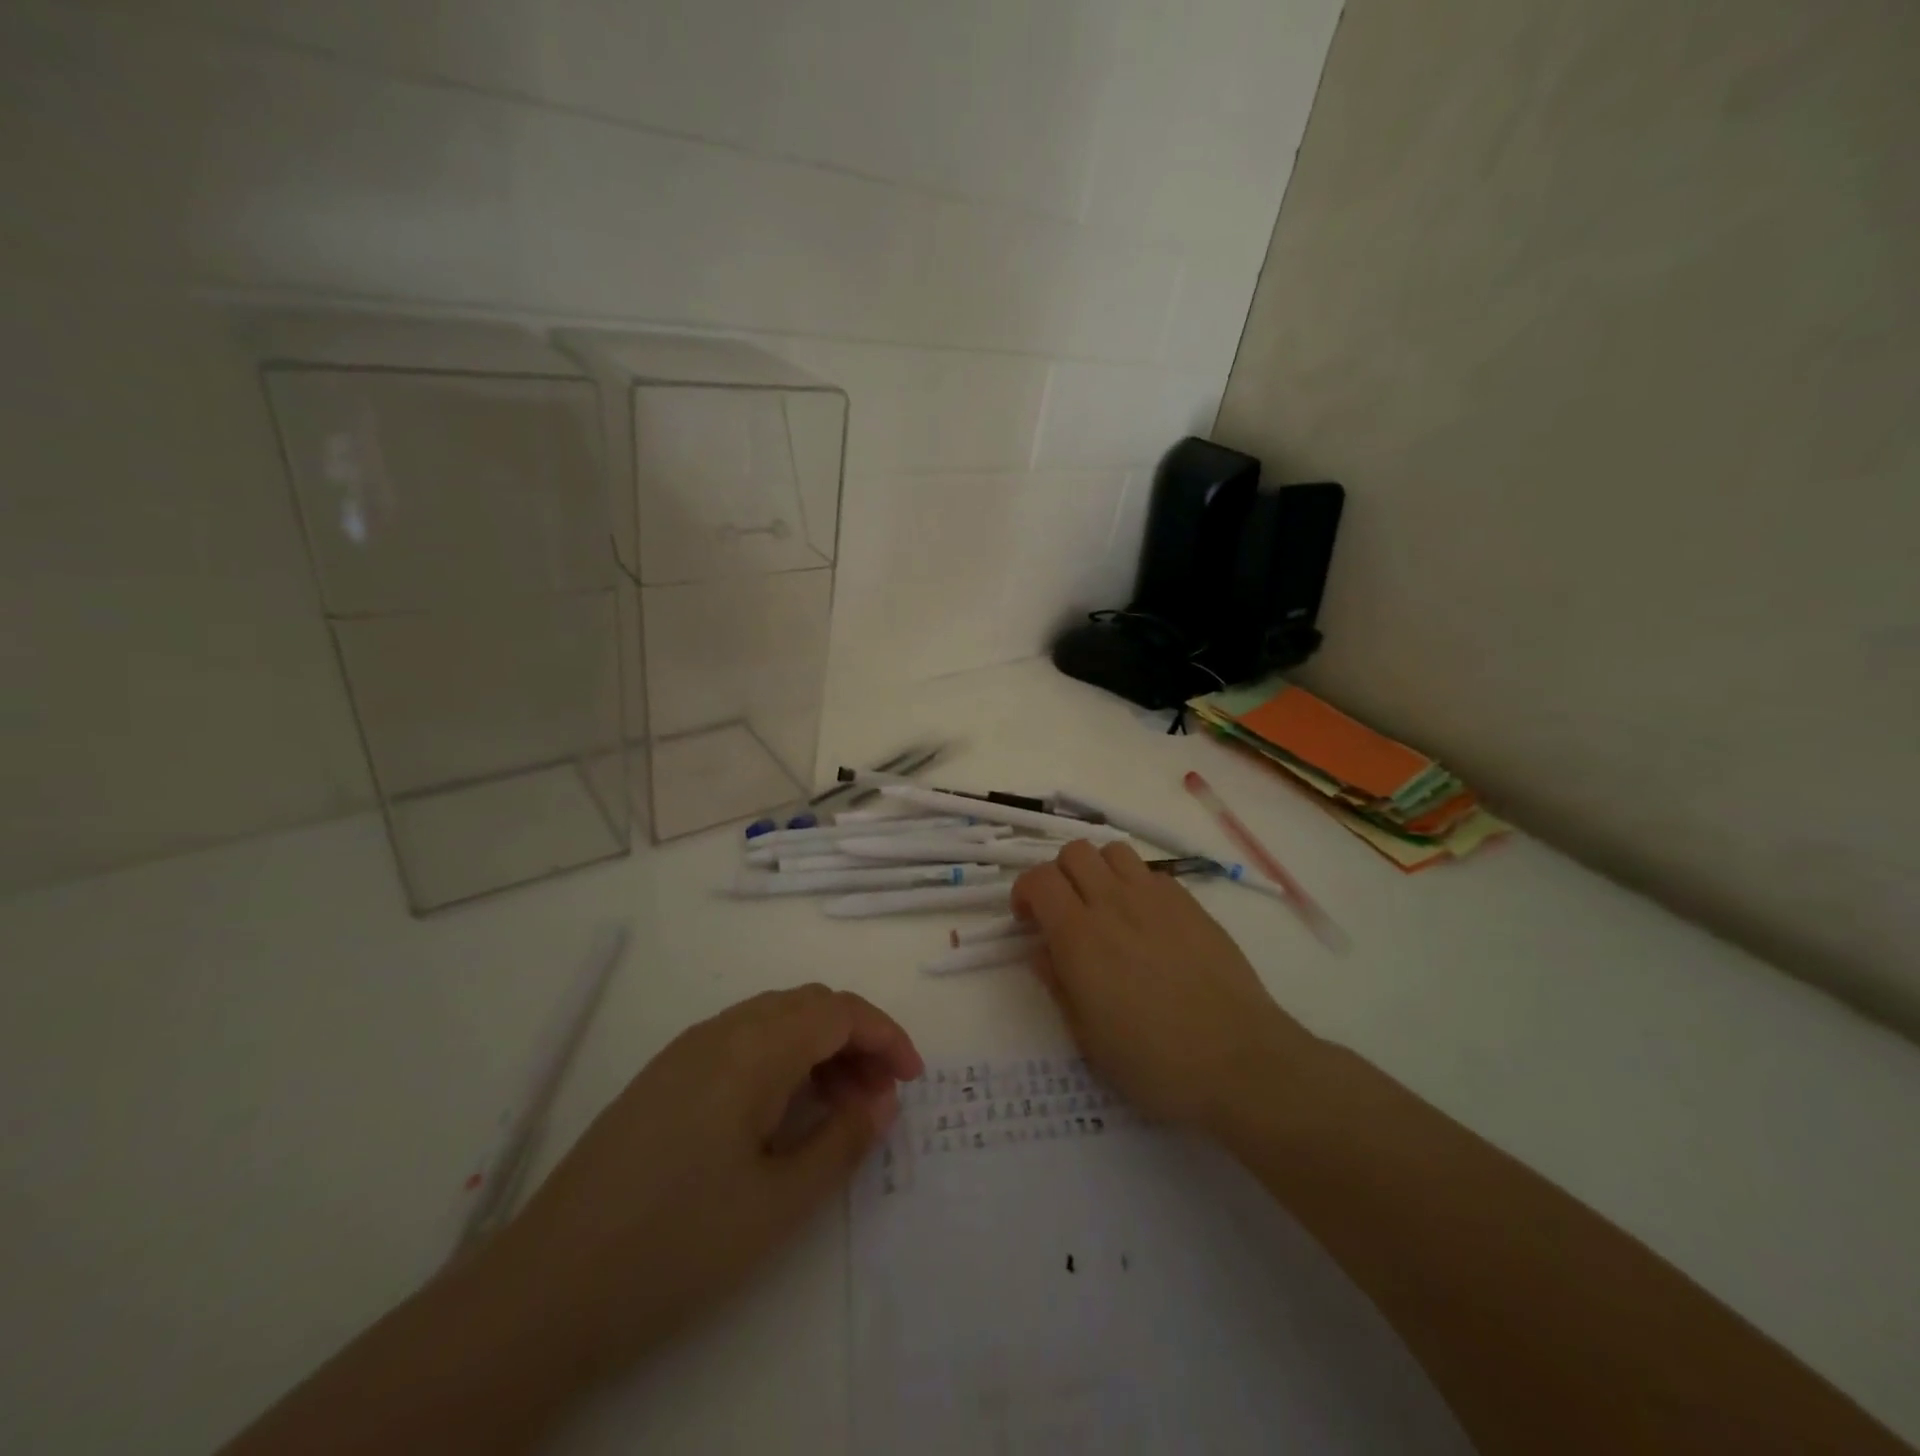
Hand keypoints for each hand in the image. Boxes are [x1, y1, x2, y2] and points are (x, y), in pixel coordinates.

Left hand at [492, 984, 922, 1379]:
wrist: (543, 1292)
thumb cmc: (676, 1245)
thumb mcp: (779, 1203)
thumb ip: (843, 1141)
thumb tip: (883, 1100)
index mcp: (752, 1048)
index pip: (838, 1010)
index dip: (885, 1035)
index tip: (913, 1080)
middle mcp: (720, 1030)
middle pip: (808, 1006)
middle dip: (856, 1039)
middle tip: (880, 1098)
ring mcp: (685, 1051)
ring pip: (774, 1020)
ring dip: (818, 1048)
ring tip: (839, 1107)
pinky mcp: (663, 1076)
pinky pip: (742, 1041)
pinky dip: (781, 1059)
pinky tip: (782, 1112)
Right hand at [1012, 841, 1320, 1135]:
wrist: (1238, 1060)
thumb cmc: (1154, 1061)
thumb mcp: (1087, 1038)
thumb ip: (1058, 984)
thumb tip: (1042, 950)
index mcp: (1079, 936)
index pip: (1039, 879)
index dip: (1025, 892)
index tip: (1028, 920)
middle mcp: (1114, 903)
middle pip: (1074, 852)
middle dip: (1059, 874)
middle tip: (1064, 911)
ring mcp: (1156, 898)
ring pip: (1114, 851)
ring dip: (1099, 871)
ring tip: (1104, 906)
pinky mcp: (1190, 904)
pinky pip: (1151, 873)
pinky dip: (1136, 885)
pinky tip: (1146, 922)